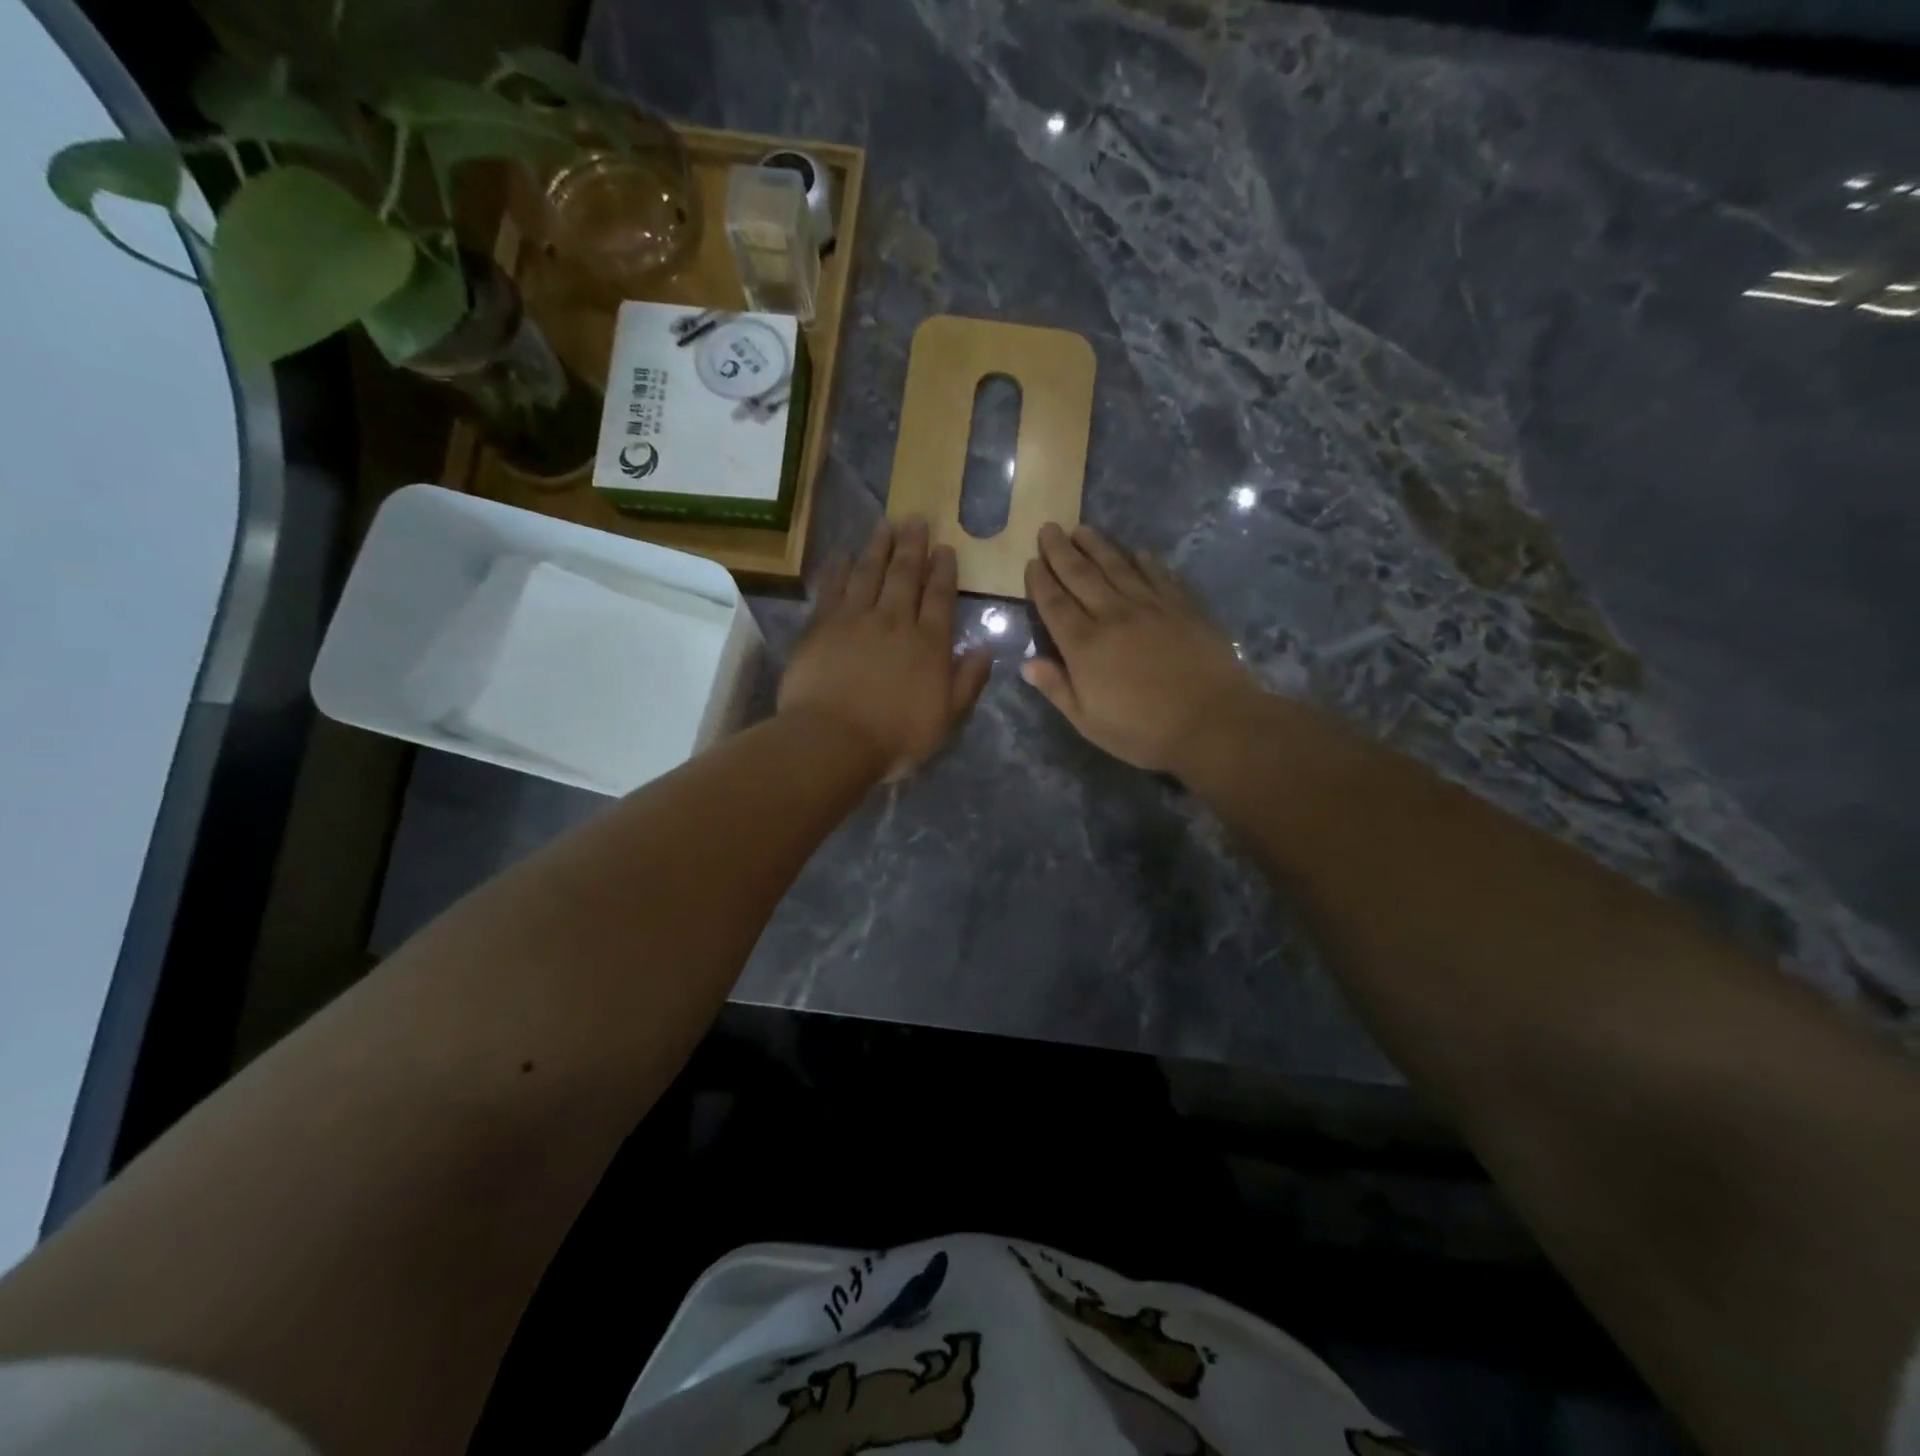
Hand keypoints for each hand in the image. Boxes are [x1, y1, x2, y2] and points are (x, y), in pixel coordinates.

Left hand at [781, 517, 991, 780]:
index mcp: (928, 643)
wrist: (833, 740)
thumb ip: (968, 682)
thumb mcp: (946, 719)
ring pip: (869, 573)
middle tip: (915, 519)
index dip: (943, 571)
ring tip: (884, 525)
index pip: (939, 597)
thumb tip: (985, 649)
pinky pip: (832, 589)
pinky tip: (842, 556)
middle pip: (904, 575)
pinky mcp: (820, 626)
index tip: (945, 548)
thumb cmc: (895, 737)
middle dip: (912, 546)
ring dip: (878, 547)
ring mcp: (854, 619)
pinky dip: (839, 570)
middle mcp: (893, 621)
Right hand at [1022, 523, 1259, 774]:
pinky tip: (1138, 551)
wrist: (1212, 721)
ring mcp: (1150, 606)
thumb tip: (1027, 664)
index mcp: (1083, 644)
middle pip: (1081, 575)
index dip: (1040, 581)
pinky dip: (1145, 561)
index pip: (1054, 604)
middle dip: (1061, 551)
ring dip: (1097, 546)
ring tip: (1082, 529)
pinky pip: (1159, 575)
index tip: (1032, 562)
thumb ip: (1057, 688)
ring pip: (1118, 567)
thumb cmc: (1142, 731)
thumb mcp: (1088, 721)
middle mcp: (1113, 615)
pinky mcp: (1182, 607)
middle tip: (1049, 528)